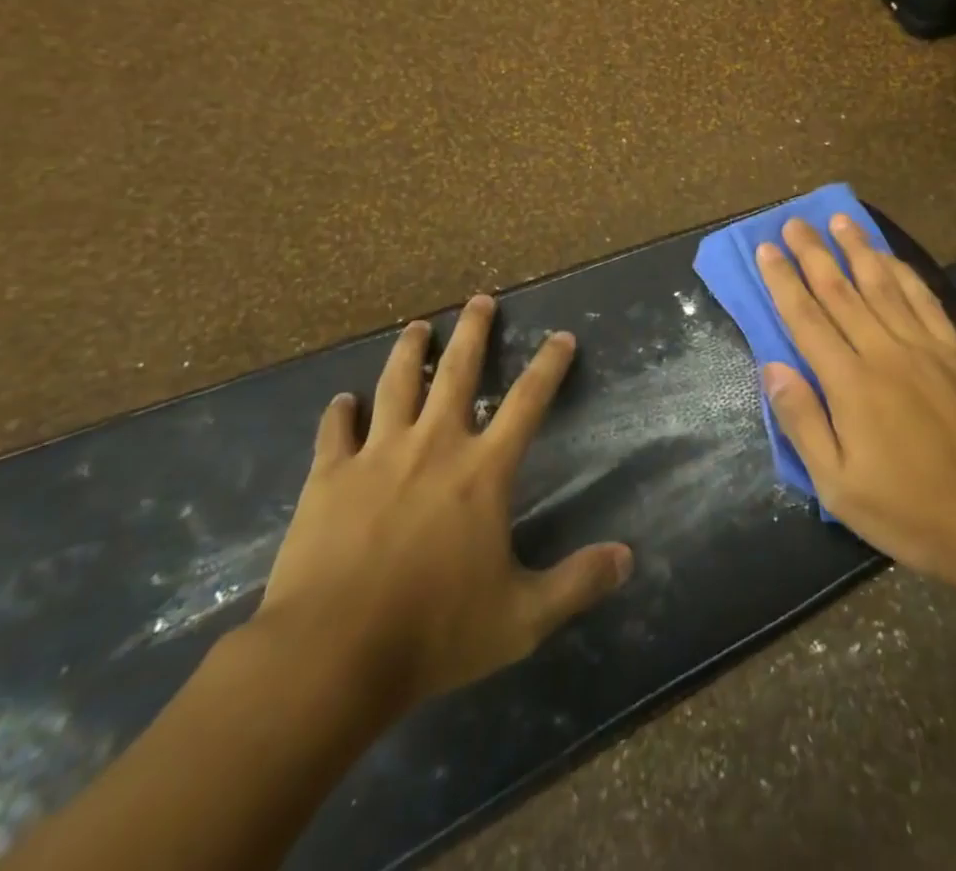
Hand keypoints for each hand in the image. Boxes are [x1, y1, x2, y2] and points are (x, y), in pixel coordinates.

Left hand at [256, 295, 632, 721]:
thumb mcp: (521, 618)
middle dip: (473, 331)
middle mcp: (433, 445)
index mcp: (482, 471)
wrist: (330, 654)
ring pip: (396, 384)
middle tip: (480, 300)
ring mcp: (376, 456)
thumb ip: (577, 583)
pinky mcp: (327, 477)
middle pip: (457, 371)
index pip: (528, 402)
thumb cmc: (433, 632)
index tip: (562, 336)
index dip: (549, 366)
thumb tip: (628, 559)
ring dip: (409, 351)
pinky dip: (340, 413)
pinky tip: (342, 401)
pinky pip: (334, 432)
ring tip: (417, 327)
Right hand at [757, 216, 955, 589]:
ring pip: (883, 284)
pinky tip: (890, 256)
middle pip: (840, 291)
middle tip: (794, 222)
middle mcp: (884, 351)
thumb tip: (772, 367)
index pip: (806, 318)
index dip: (783, 281)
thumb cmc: (907, 510)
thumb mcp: (837, 484)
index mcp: (849, 382)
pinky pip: (925, 300)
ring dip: (857, 249)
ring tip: (839, 220)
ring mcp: (925, 347)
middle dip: (813, 254)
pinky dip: (904, 273)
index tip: (766, 249)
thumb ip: (802, 421)